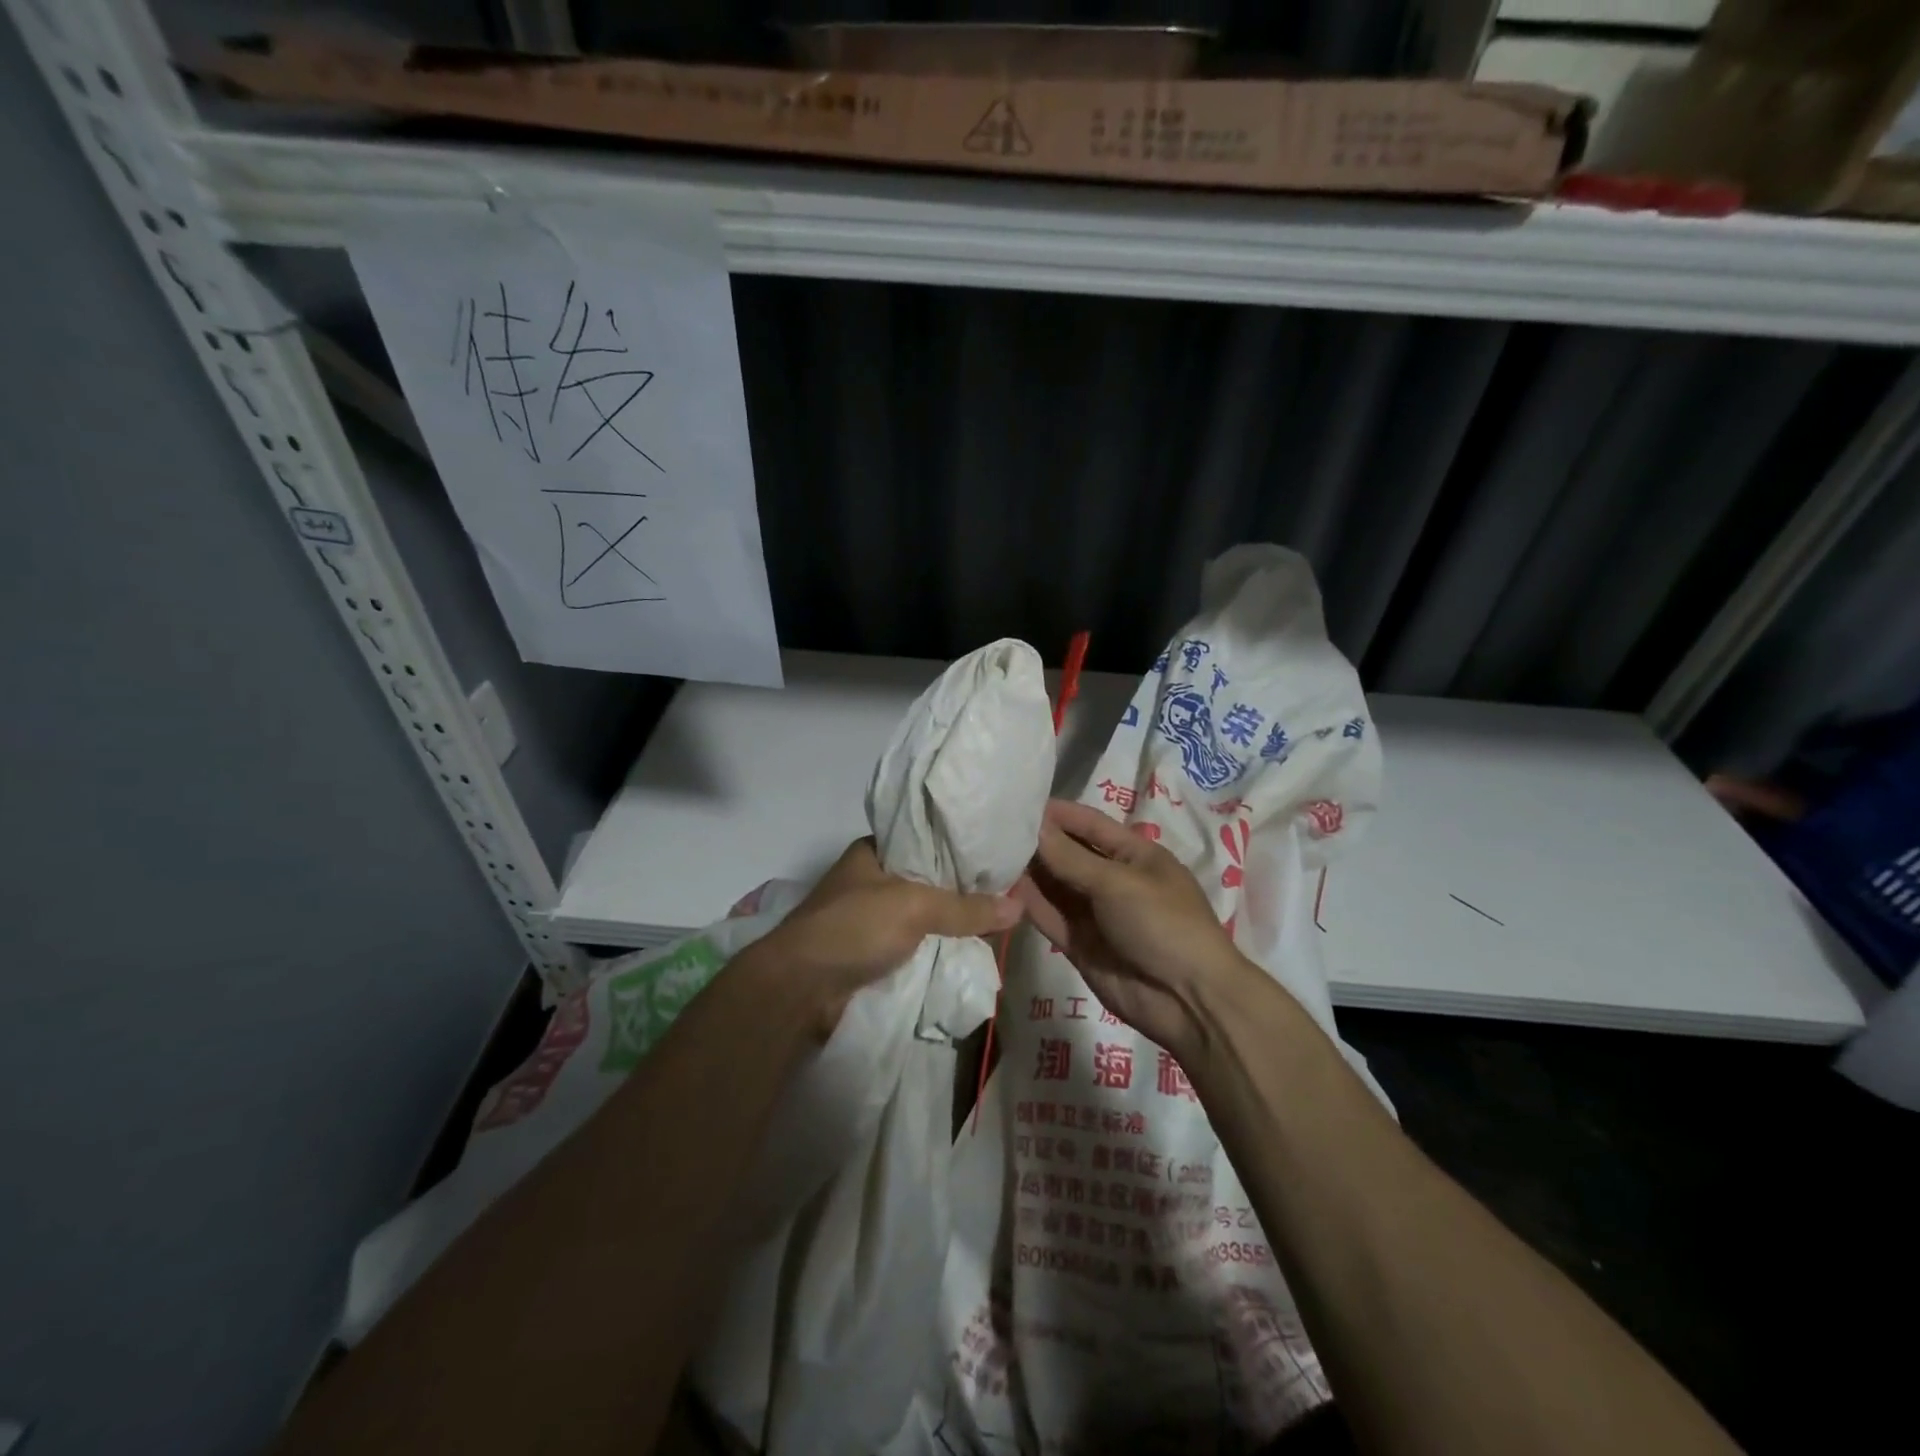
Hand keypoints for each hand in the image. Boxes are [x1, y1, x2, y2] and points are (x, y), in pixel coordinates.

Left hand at [745, 838, 1022, 1038]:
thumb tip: (1020, 906)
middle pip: (926, 879)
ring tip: (996, 920)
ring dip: (948, 922)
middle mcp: (869, 879)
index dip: (958, 846)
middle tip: (1005, 891)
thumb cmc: (853, 926)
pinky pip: (912, 944)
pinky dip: (934, 947)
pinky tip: (967, 949)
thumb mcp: (914, 906)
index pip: (924, 839)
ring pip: (920, 915)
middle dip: (959, 889)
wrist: (799, 987)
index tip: (995, 855)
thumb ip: (965, 907)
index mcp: (873, 852)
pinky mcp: (868, 952)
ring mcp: (867, 917)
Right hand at [1014, 800, 1248, 1056]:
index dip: (1057, 813)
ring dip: (1027, 872)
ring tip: (987, 854)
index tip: (1017, 801)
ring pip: (1054, 886)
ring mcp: (1095, 914)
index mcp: (1134, 855)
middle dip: (1036, 842)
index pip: (1089, 824)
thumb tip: (1033, 825)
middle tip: (990, 829)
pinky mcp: (1079, 944)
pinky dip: (1028, 904)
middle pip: (1068, 854)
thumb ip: (1070, 857)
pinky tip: (1000, 889)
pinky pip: (1049, 917)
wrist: (1189, 1001)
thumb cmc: (1163, 924)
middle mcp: (1112, 879)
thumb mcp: (1117, 883)